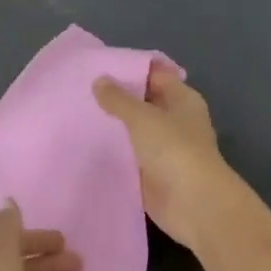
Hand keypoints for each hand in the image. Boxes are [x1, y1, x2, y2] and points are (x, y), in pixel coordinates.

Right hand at [93, 65, 238, 251]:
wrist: (193, 204)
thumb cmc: (174, 150)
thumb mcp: (142, 117)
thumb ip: (118, 99)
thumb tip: (99, 80)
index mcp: (181, 99)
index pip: (155, 75)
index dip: (129, 69)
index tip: (98, 66)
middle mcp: (175, 121)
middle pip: (144, 103)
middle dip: (117, 99)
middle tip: (80, 91)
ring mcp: (164, 149)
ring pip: (134, 131)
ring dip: (113, 127)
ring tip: (77, 115)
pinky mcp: (152, 173)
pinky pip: (129, 156)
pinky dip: (113, 152)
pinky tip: (86, 145)